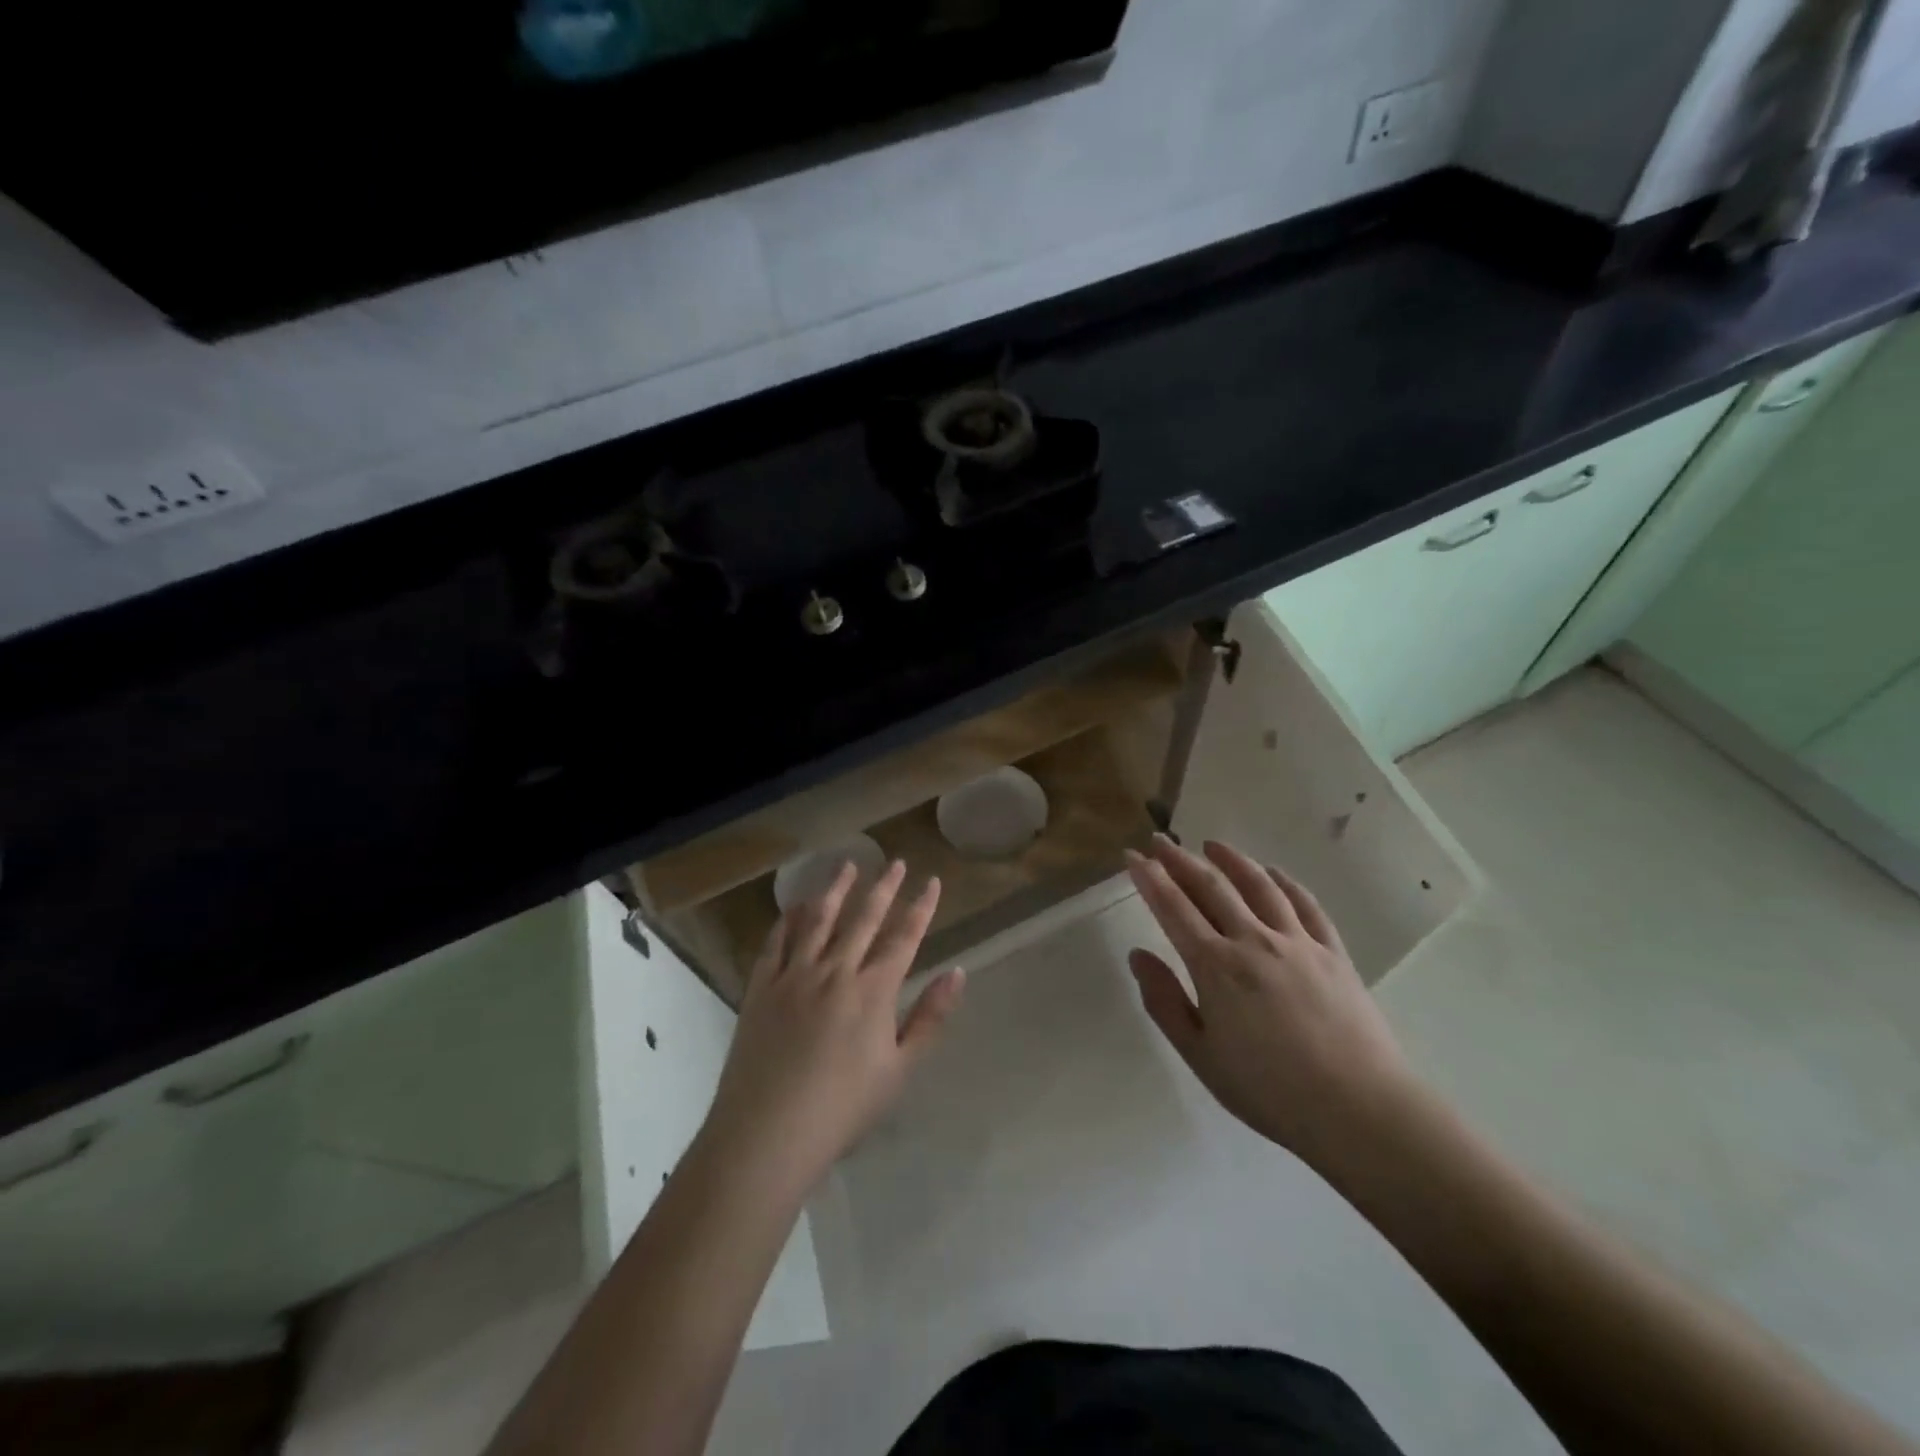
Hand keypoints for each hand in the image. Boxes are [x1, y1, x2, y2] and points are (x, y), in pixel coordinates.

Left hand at [700, 859, 964, 1197]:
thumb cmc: (843, 1109)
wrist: (768, 1133)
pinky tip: (796, 906)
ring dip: (836, 889)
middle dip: (883, 887)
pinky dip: (789, 919)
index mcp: (873, 991)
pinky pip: (777, 942)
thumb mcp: (899, 1070)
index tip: (931, 881)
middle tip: (895, 862)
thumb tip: (958, 972)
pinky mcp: (761, 987)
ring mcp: (794, 976)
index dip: (920, 907)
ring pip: (819, 919)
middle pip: (864, 919)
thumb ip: (930, 1018)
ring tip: (848, 865)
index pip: (904, 937)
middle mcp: (835, 971)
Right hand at [1125, 836, 1416, 1169]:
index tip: (1133, 856)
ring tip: (1211, 845)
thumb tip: (1138, 955)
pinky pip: (1305, 903)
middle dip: (1181, 860)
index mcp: (1215, 966)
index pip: (1173, 908)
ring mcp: (1297, 942)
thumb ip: (1164, 1002)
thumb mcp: (1200, 1055)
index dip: (1150, 878)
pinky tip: (1272, 873)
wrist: (1359, 1109)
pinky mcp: (1333, 952)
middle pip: (1211, 886)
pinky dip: (1283, 881)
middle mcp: (1253, 940)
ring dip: (1231, 860)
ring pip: (1258, 885)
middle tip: (1160, 841)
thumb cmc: (1269, 1090)